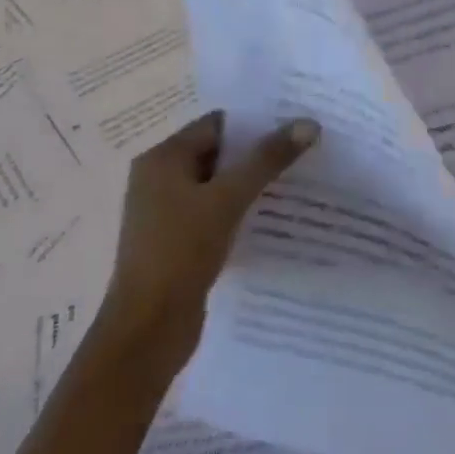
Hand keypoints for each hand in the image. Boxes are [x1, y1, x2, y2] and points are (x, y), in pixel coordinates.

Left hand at [100, 110, 319, 371]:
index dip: (255, 123)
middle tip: (303, 152)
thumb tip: (307, 123)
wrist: (146, 331)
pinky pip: (214, 215)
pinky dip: (239, 212)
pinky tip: (272, 219)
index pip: (216, 125)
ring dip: (250, 185)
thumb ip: (267, 159)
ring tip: (297, 183)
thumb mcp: (227, 199)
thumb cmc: (180, 252)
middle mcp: (159, 179)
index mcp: (162, 159)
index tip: (295, 125)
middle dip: (257, 154)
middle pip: (218, 154)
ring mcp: (165, 214)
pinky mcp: (176, 243)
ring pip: (217, 186)